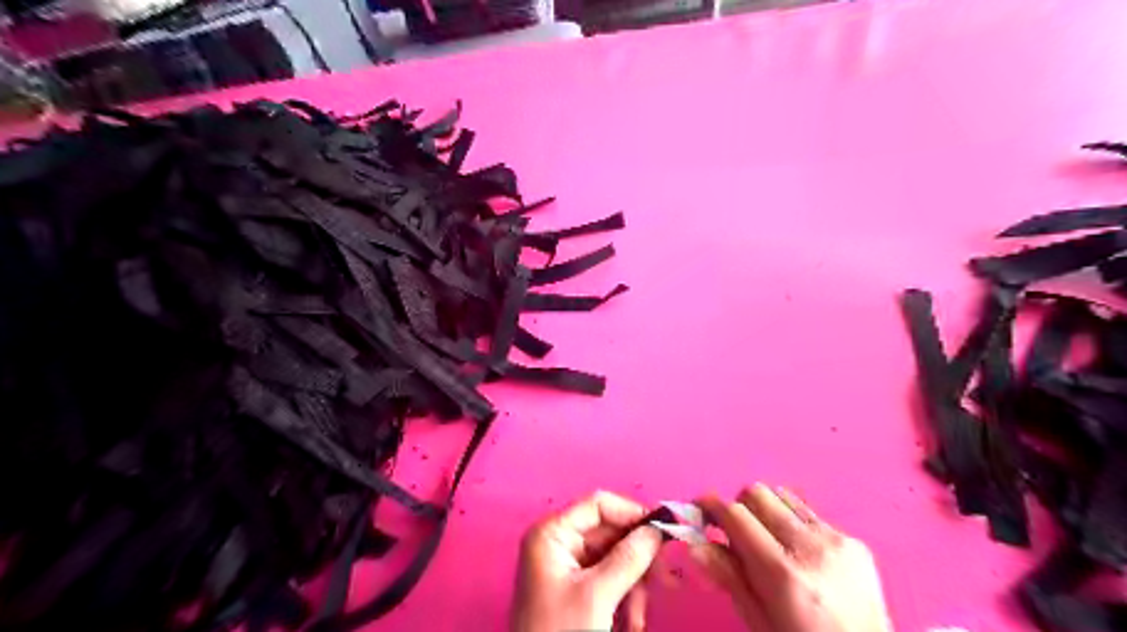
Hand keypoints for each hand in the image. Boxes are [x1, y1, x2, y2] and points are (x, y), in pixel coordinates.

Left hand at [515, 493, 662, 631]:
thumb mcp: (597, 596)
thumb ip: (629, 558)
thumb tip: (657, 529)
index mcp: (552, 533)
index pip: (598, 504)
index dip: (632, 513)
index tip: (663, 531)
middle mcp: (558, 542)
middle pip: (609, 532)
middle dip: (637, 559)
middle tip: (665, 578)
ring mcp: (565, 565)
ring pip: (614, 558)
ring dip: (634, 584)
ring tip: (639, 617)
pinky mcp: (574, 587)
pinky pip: (608, 578)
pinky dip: (624, 597)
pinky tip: (631, 622)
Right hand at [691, 485, 893, 631]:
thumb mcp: (759, 621)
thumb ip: (728, 577)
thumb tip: (694, 544)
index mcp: (783, 573)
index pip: (735, 514)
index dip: (710, 506)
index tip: (698, 510)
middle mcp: (811, 547)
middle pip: (757, 493)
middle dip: (738, 505)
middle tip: (734, 531)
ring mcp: (837, 540)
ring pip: (783, 495)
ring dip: (766, 510)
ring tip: (768, 540)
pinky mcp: (855, 542)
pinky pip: (810, 514)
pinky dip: (794, 524)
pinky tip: (799, 554)